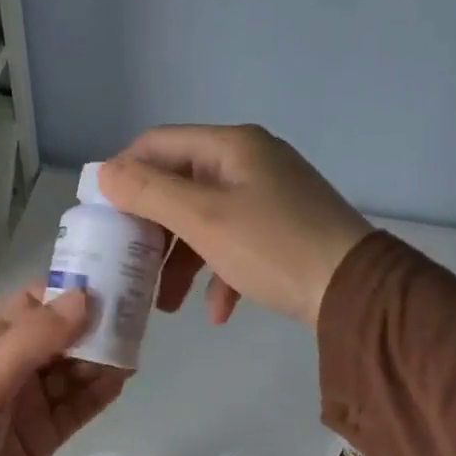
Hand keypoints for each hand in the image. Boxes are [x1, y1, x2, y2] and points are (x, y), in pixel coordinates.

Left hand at [0, 287, 124, 455]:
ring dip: (102, 358)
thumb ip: (31, 342)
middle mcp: (10, 370)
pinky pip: (77, 408)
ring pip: (73, 372)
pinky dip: (99, 394)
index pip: (33, 306)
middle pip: (60, 338)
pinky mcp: (44, 439)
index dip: (69, 292)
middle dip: (94, 325)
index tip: (112, 280)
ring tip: (138, 343)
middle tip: (138, 313)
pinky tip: (124, 379)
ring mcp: (29, 406)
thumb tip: (84, 298)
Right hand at [98, 125, 372, 327]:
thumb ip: (149, 193)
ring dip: (182, 262)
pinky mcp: (282, 230)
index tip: (102, 216)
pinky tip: (218, 312)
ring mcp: (269, 197)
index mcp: (230, 146)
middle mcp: (249, 162)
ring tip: (166, 306)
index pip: (158, 144)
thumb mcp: (203, 219)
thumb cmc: (272, 247)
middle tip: (131, 266)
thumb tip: (104, 173)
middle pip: (180, 186)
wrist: (353, 289)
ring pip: (205, 222)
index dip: (124, 174)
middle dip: (152, 231)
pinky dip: (220, 274)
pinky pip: (236, 245)